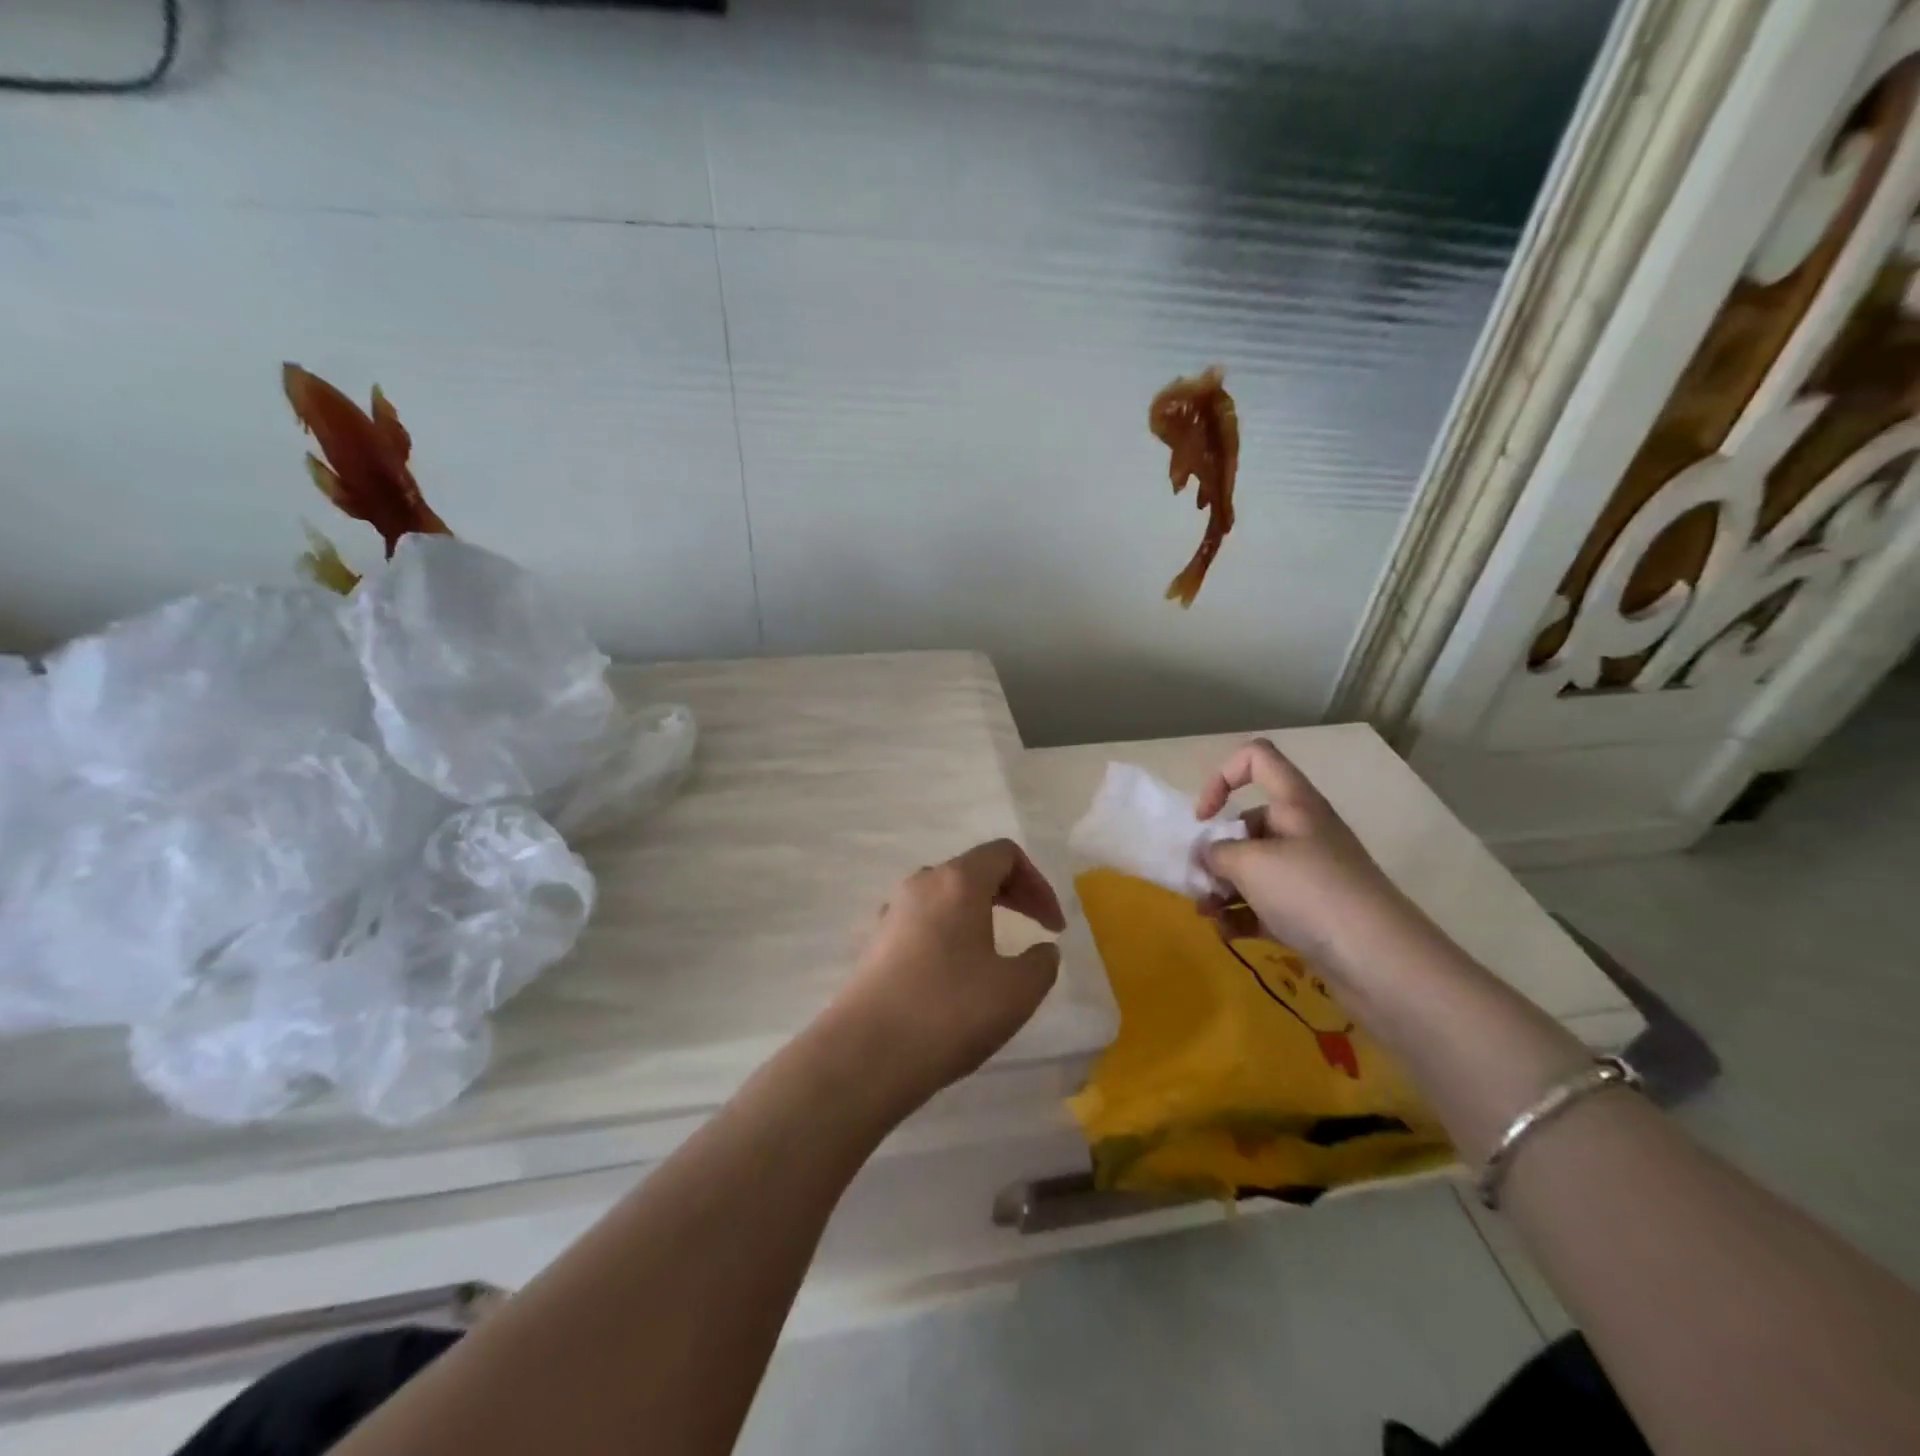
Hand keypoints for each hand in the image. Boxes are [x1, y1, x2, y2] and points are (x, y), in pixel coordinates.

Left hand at [828, 840, 1065, 1114]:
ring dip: (978, 915)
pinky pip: (923, 923)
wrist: (865, 1054)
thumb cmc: (950, 1012)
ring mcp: (892, 912)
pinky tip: (955, 976)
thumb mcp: (1017, 991)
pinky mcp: (875, 943)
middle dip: (1012, 894)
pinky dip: (950, 935)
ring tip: (996, 954)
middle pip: (974, 870)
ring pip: (945, 897)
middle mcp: (921, 884)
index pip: (1004, 853)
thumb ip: (1042, 963)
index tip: (1053, 927)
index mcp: (957, 882)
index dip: (1038, 883)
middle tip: (1036, 930)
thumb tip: (1042, 950)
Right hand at [1195, 739, 1409, 974]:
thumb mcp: (1250, 863)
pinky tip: (1226, 933)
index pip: (1257, 758)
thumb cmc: (1311, 892)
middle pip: (1248, 823)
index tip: (1205, 818)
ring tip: (1206, 913)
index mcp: (1294, 804)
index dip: (1222, 778)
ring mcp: (1309, 873)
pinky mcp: (1311, 912)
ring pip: (1254, 868)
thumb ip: (1216, 853)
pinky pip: (1266, 904)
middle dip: (1216, 851)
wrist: (1380, 961)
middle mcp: (1303, 831)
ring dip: (1223, 886)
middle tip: (1199, 881)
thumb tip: (1208, 857)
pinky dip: (1242, 914)